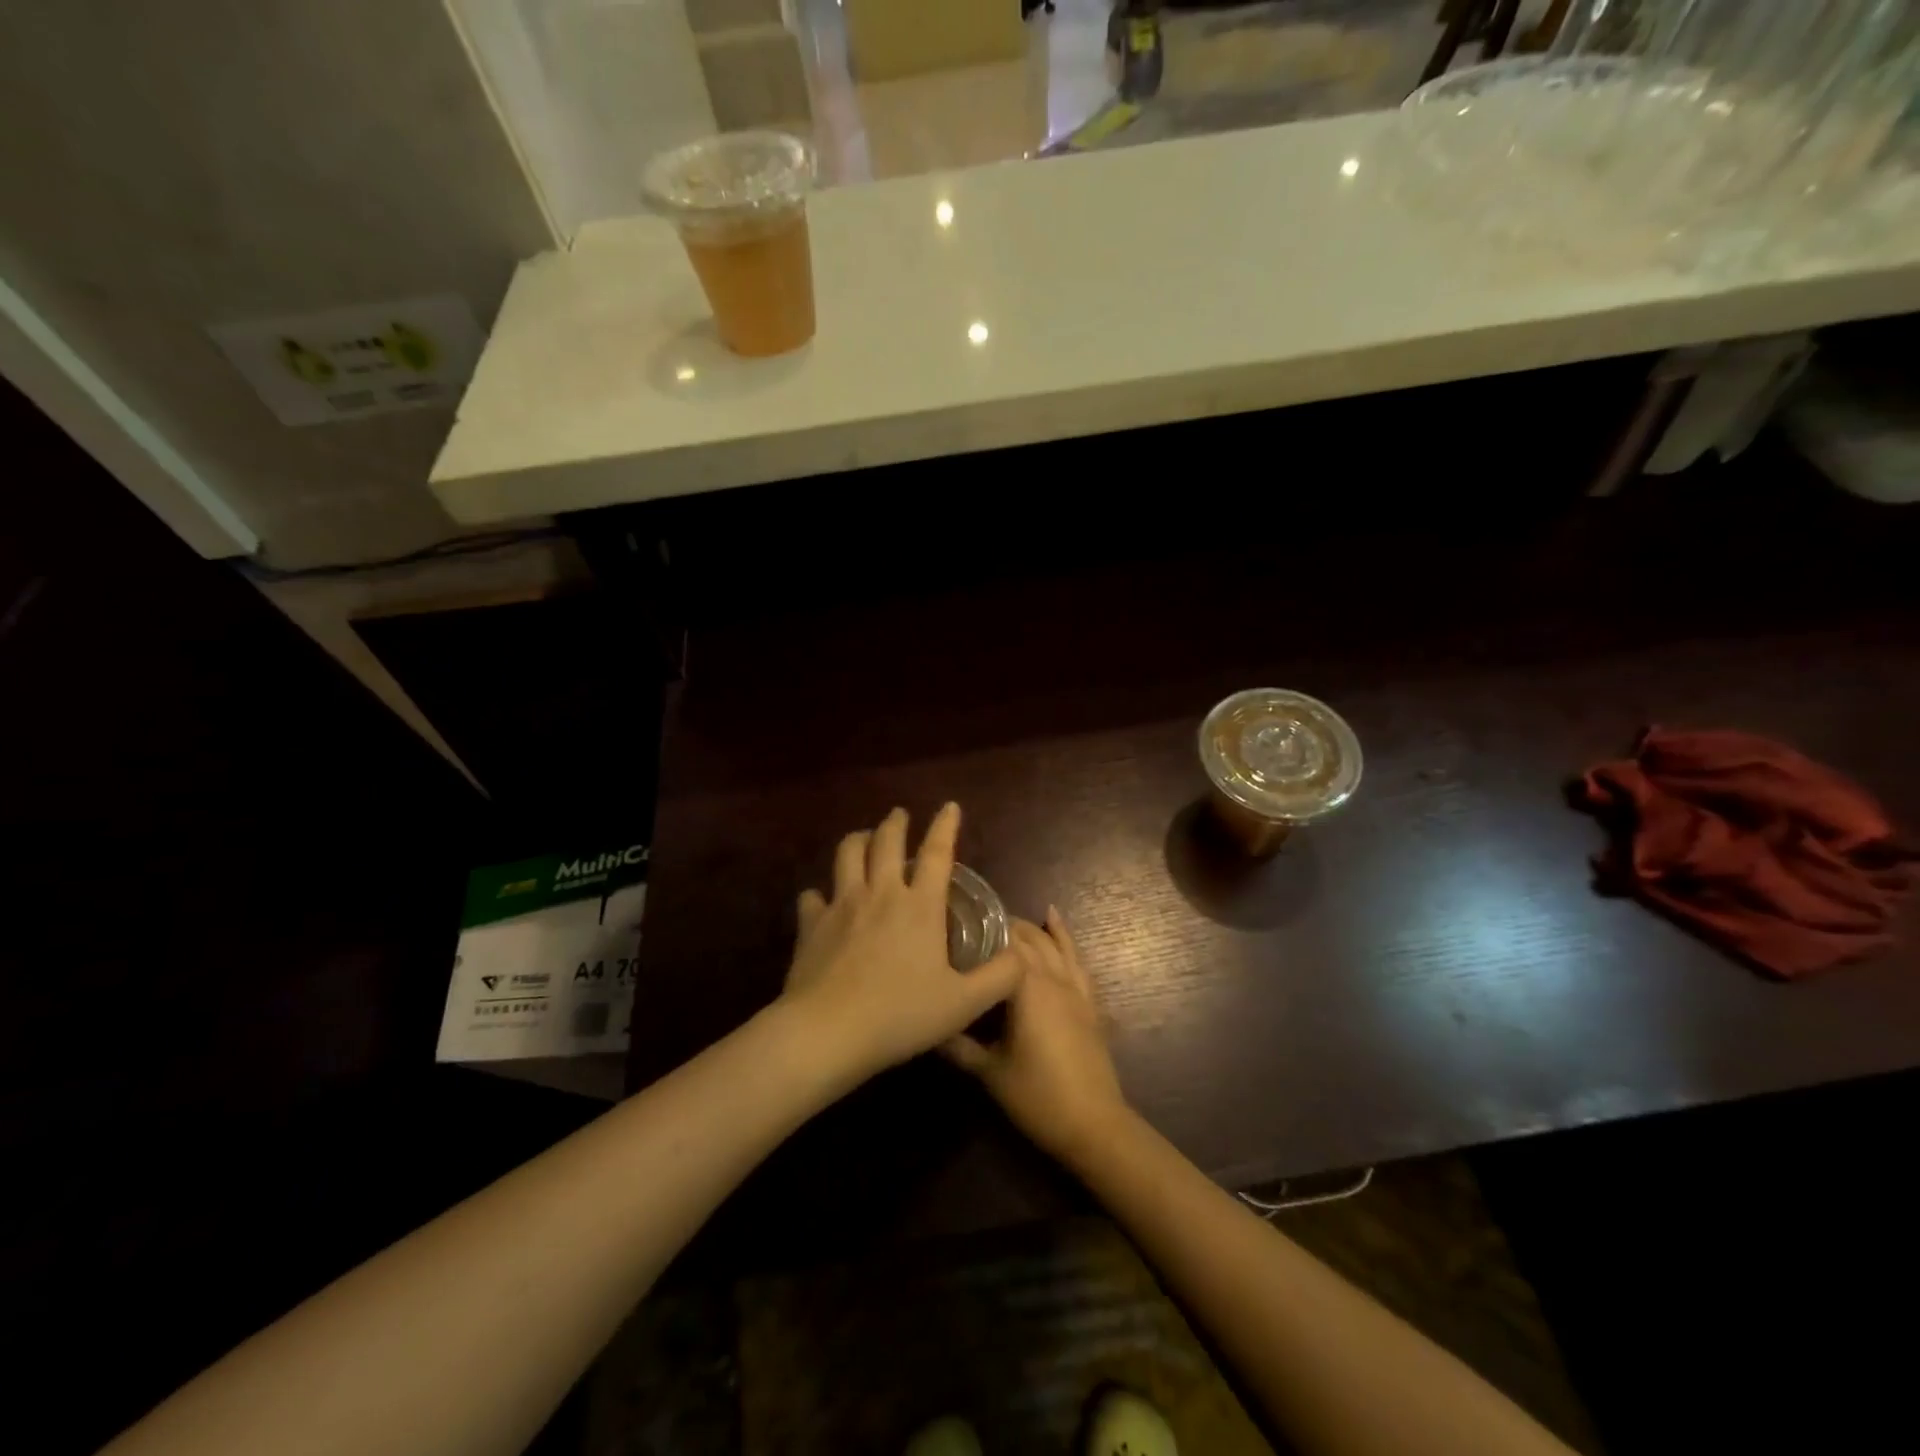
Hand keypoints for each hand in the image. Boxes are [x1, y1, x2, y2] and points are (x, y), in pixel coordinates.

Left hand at [782, 804, 1025, 1084]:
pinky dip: (819, 893)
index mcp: (919, 906)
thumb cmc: (900, 1015)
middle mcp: (880, 893)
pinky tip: (821, 900)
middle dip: (895, 823)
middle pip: (886, 842)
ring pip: (847, 855)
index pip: (937, 853)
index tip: (949, 806)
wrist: (828, 1032)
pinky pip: (812, 896)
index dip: (945, 826)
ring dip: (857, 840)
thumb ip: (999, 978)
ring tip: (863, 838)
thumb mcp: (964, 1004)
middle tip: (899, 815)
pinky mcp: (811, 924)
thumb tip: (1021, 956)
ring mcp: (841, 905)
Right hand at [942, 908, 1129, 1161]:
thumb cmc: (1037, 1096)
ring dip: (1032, 929)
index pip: (1003, 943)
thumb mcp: (989, 1072)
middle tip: (971, 925)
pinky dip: (1065, 937)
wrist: (1093, 1124)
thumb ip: (957, 1046)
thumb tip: (927, 1026)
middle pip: (1028, 939)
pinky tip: (1054, 920)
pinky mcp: (1088, 1002)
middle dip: (1002, 927)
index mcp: (1027, 987)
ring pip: (1053, 945)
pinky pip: (1077, 960)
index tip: (955, 923)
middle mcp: (1053, 978)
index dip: (981, 929)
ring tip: (1007, 918)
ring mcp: (1075, 988)